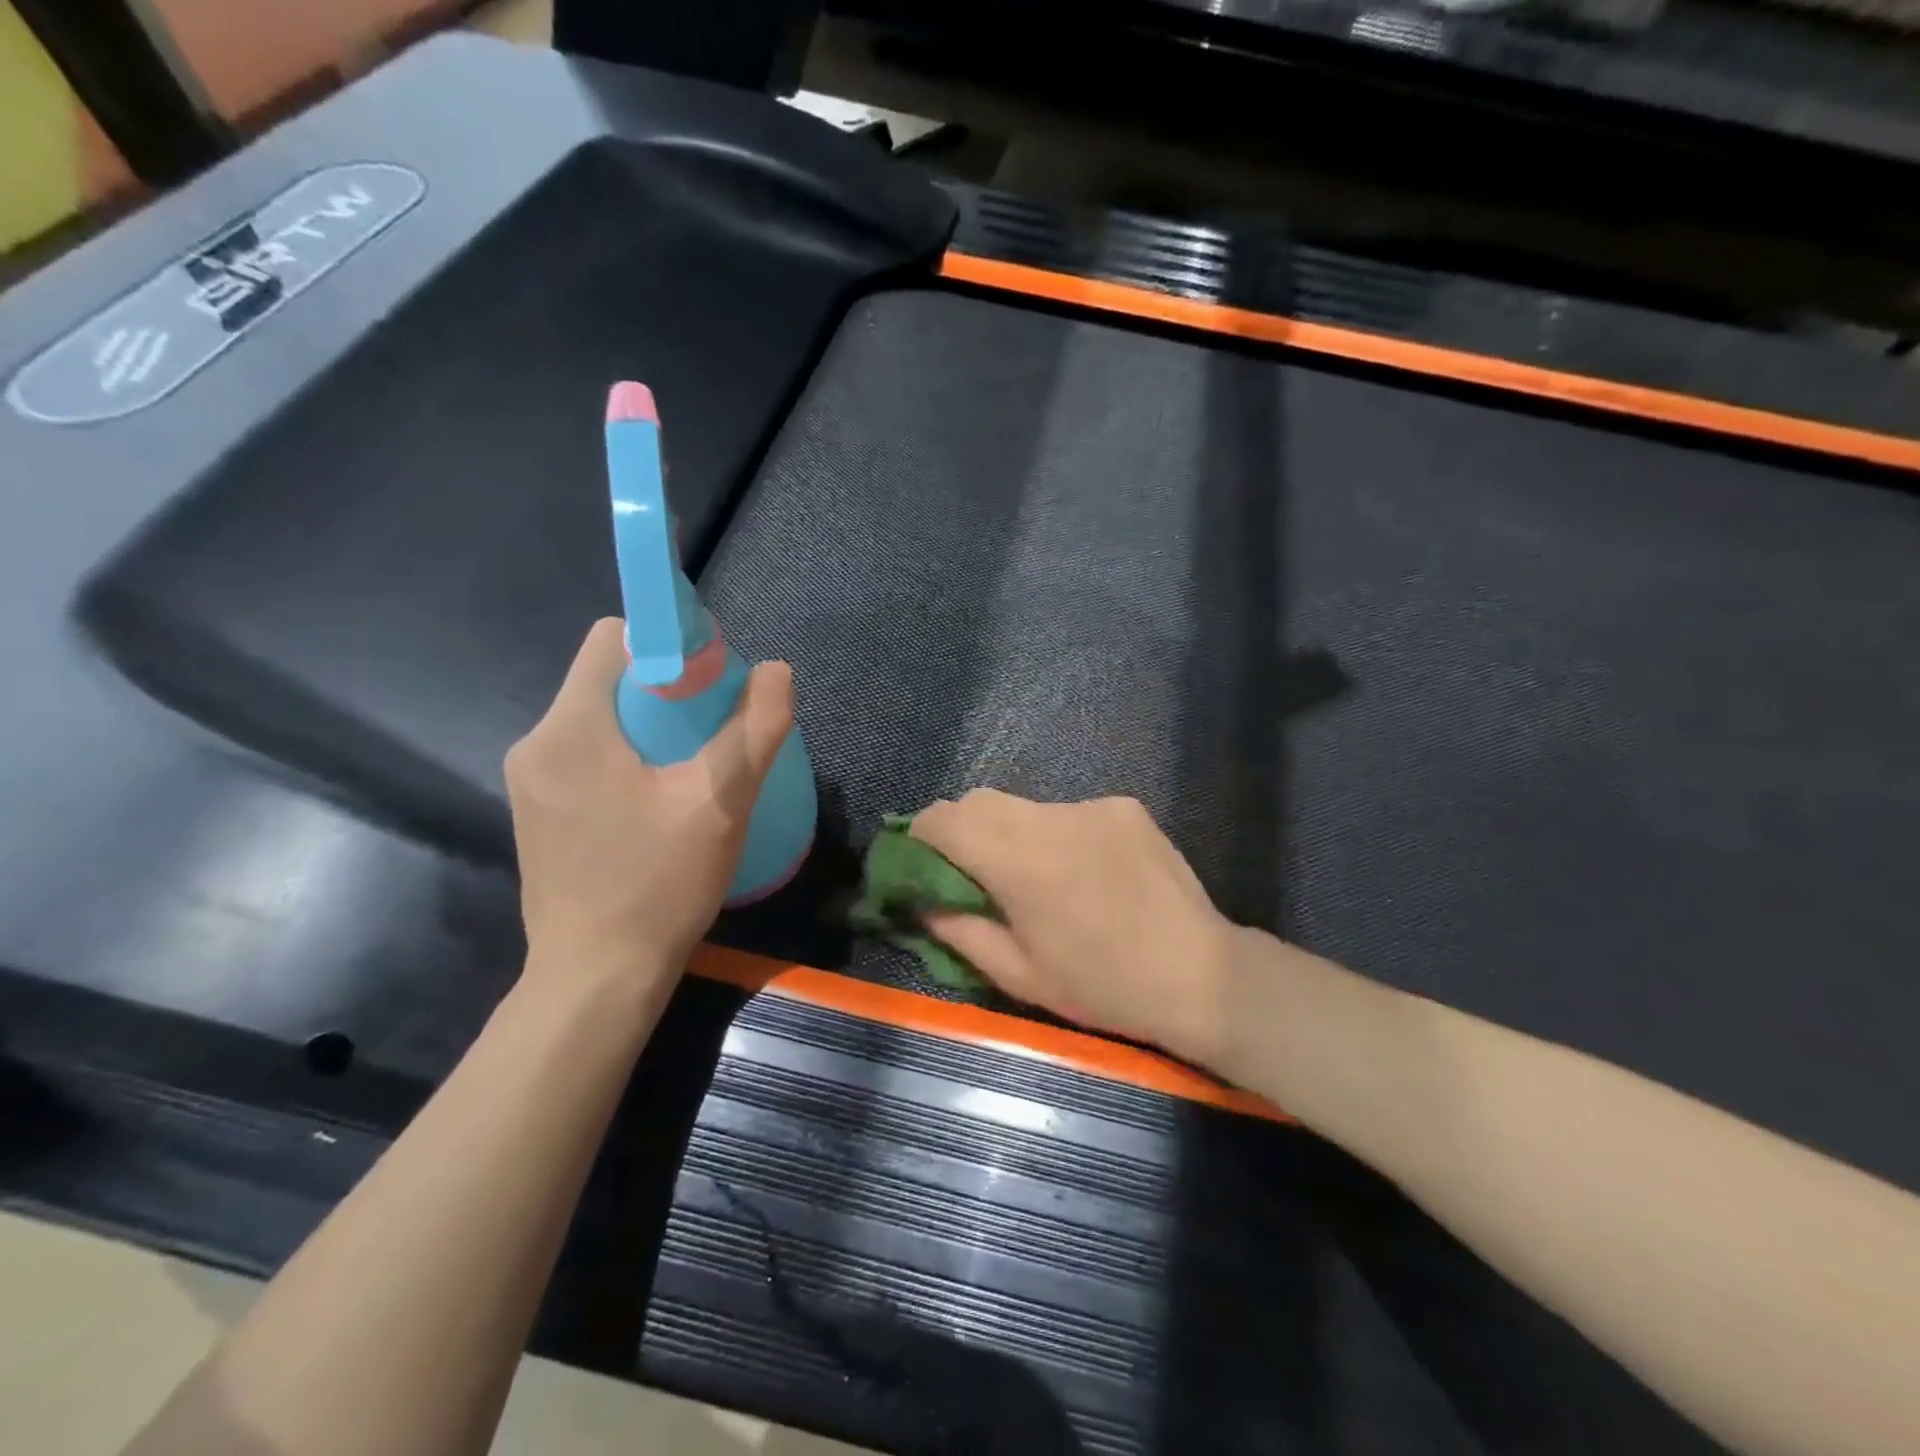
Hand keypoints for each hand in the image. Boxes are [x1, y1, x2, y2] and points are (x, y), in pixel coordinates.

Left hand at [506, 619, 793, 1011]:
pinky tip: (658, 802)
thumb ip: (754, 730)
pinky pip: (586, 755)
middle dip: (665, 690)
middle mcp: (536, 743)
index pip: (614, 639)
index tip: (711, 683)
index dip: (669, 644)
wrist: (597, 980)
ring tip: (692, 769)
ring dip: (648, 726)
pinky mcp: (537, 812)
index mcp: (572, 728)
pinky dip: (626, 757)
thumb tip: (777, 670)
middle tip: (713, 730)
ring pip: (598, 719)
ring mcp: (530, 781)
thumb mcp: (721, 804)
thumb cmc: (659, 886)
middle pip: (607, 679)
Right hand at [910, 791, 1239, 1066]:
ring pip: (1024, 805)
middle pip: (979, 800)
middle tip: (968, 872)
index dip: (920, 836)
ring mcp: (1092, 806)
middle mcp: (1051, 817)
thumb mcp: (1019, 974)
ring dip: (1010, 832)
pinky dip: (1057, 834)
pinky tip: (1085, 872)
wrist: (1200, 974)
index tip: (919, 863)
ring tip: (1034, 876)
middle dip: (960, 829)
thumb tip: (920, 900)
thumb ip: (958, 930)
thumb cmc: (1102, 986)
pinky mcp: (1124, 807)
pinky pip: (1068, 811)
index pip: (944, 819)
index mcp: (1019, 861)